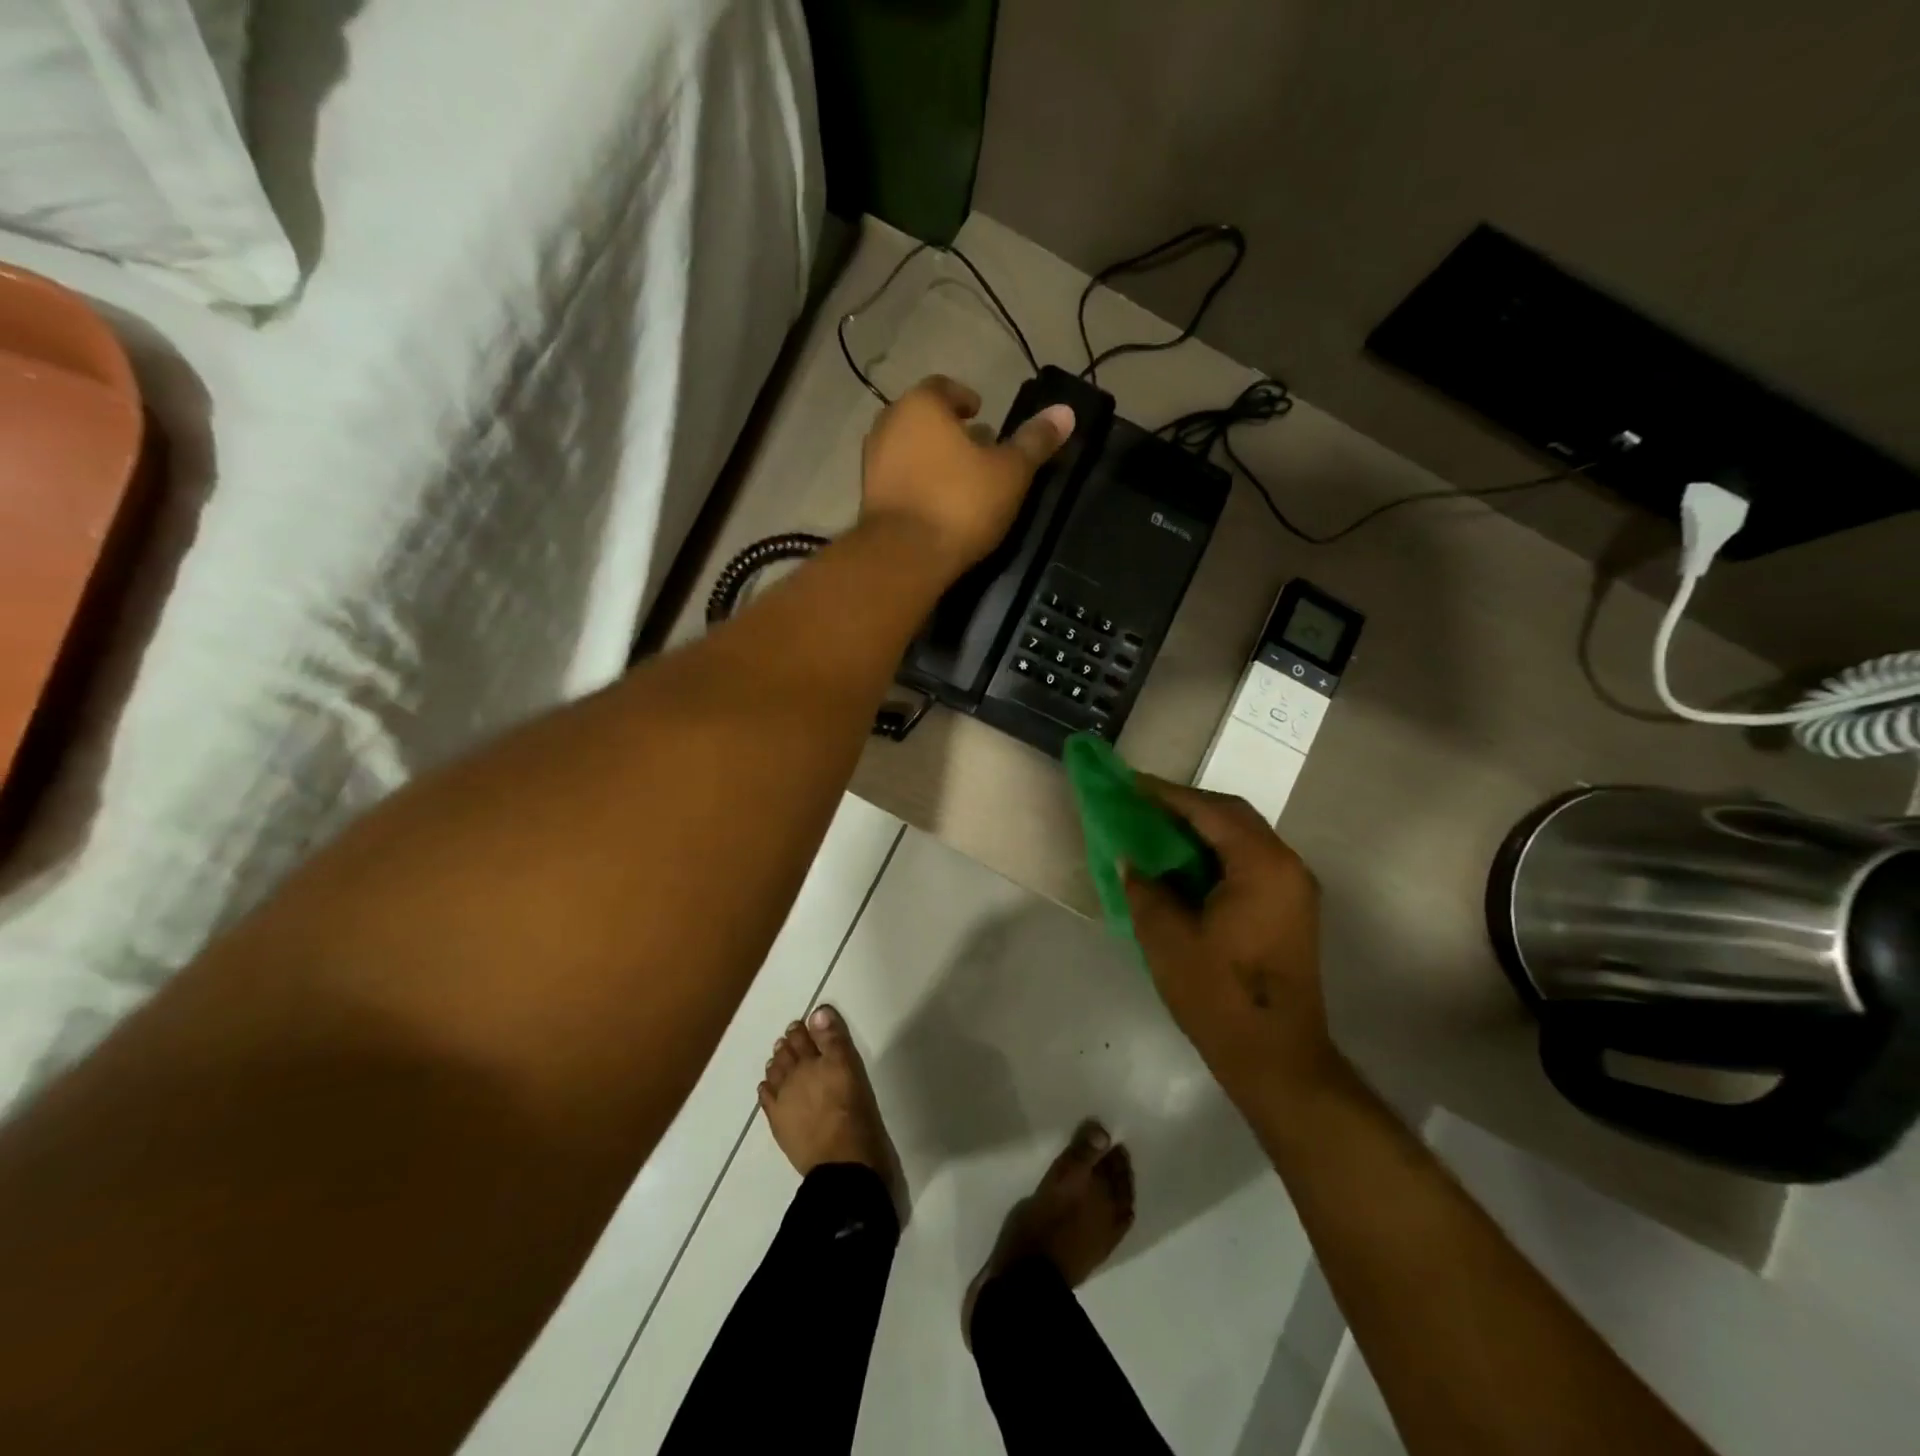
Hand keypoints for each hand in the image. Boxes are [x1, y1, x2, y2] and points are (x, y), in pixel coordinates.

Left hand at [859, 375, 1075, 577]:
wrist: (904, 557)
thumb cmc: (960, 504)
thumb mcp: (1010, 472)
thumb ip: (1035, 441)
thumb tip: (1066, 411)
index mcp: (921, 405)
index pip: (944, 388)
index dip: (965, 399)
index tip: (982, 414)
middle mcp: (888, 425)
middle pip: (924, 419)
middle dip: (950, 431)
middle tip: (977, 448)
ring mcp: (872, 463)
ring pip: (909, 450)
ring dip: (933, 458)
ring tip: (962, 479)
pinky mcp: (868, 499)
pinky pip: (899, 480)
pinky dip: (918, 484)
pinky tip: (938, 505)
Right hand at [1123, 779, 1342, 1105]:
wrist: (1276, 1058)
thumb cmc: (1219, 995)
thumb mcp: (1167, 938)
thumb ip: (1144, 888)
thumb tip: (1129, 860)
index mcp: (1261, 866)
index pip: (1210, 811)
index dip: (1168, 795)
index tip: (1131, 784)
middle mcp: (1287, 866)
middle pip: (1234, 816)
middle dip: (1187, 806)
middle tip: (1143, 804)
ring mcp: (1294, 889)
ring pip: (1244, 838)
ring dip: (1203, 829)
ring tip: (1158, 829)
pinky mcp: (1291, 909)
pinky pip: (1250, 862)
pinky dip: (1217, 853)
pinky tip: (1184, 865)